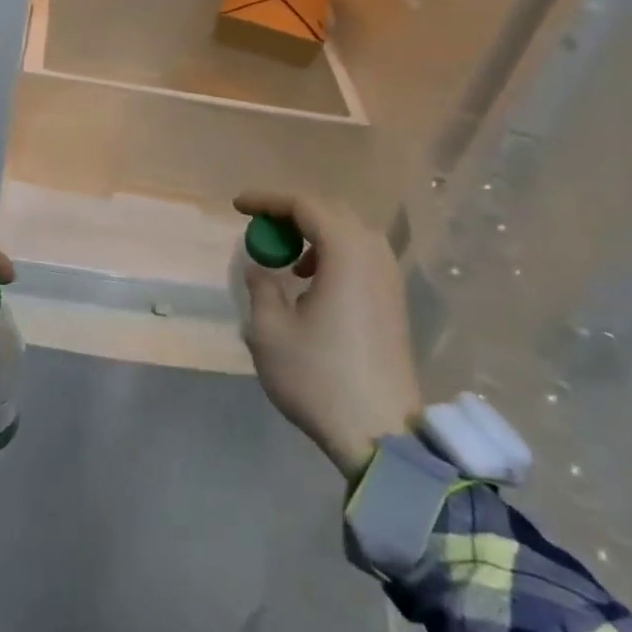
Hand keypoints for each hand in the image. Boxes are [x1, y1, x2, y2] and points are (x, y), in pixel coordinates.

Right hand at [234, 192, 422, 480]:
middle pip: (332, 212)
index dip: (268, 200)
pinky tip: (314, 285)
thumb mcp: (269, 331)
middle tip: (261, 227)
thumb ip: (261, 287)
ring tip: (287, 259)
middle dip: (292, 213)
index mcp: (345, 253)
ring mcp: (389, 278)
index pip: (305, 205)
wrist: (379, 431)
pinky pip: (362, 256)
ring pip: (350, 233)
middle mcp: (374, 255)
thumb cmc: (318, 377)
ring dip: (315, 234)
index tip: (238, 206)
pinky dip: (333, 254)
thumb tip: (259, 267)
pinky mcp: (393, 301)